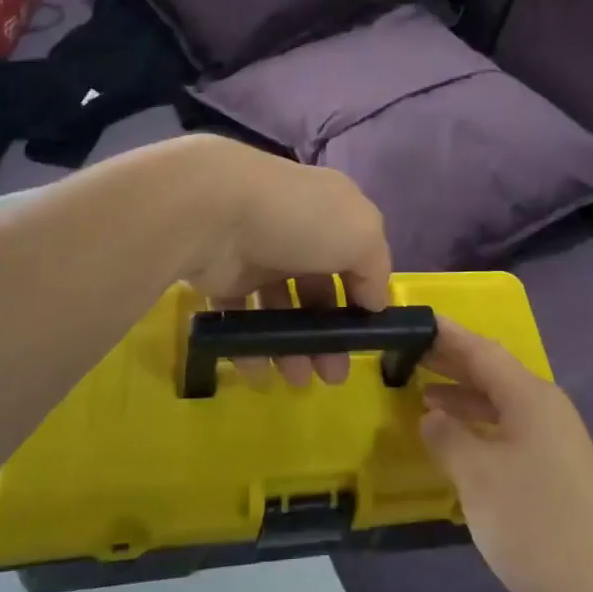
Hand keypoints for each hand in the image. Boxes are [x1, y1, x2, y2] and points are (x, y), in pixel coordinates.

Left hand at [181, 139, 392, 389]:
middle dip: (328, 334)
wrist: (216, 211)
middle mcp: (296, 230)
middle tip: (332, 375)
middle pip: (318, 289)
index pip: (355, 256)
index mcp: (332, 212)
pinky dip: (250, 345)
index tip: (367, 334)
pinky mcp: (221, 275)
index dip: (362, 295)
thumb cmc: (301, 220)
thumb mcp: (362, 235)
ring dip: (291, 347)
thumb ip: (376, 269)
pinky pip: (240, 315)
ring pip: (280, 307)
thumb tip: (374, 301)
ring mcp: (257, 253)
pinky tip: (259, 370)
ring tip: (296, 380)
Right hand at [421, 320, 592, 591]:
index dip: (447, 334)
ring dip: (462, 399)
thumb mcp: (479, 476)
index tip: (414, 319)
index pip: (481, 350)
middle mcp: (543, 409)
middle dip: (451, 363)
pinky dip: (477, 430)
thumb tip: (431, 416)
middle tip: (408, 354)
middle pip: (492, 374)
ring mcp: (551, 442)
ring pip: (499, 405)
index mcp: (529, 396)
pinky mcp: (552, 473)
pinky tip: (454, 446)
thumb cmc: (537, 521)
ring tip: (421, 395)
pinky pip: (506, 433)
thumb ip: (448, 438)